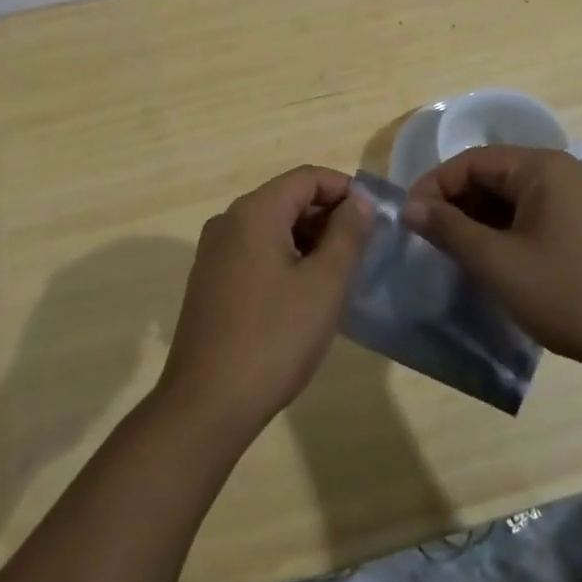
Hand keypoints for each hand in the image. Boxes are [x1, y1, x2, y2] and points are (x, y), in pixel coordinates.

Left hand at [156, 166, 373, 445]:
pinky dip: (284, 258)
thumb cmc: (274, 338)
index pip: (307, 177)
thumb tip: (360, 199)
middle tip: (362, 252)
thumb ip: (347, 234)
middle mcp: (228, 221)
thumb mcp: (324, 284)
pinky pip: (254, 251)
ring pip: (271, 227)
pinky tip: (304, 295)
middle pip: (287, 199)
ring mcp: (214, 252)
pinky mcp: (210, 281)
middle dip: (328, 217)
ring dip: (308, 240)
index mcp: (254, 211)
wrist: (206, 404)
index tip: (375, 221)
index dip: (345, 190)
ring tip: (338, 276)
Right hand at [404, 147, 581, 392]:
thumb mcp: (499, 263)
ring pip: (510, 200)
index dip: (434, 186)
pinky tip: (489, 263)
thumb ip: (450, 229)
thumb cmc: (570, 293)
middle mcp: (561, 174)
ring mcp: (577, 202)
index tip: (408, 220)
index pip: (471, 162)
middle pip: (491, 177)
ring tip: (451, 254)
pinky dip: (503, 234)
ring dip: (477, 222)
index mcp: (542, 168)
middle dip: (454, 205)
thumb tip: (411, 208)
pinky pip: (531, 219)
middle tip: (426, 239)